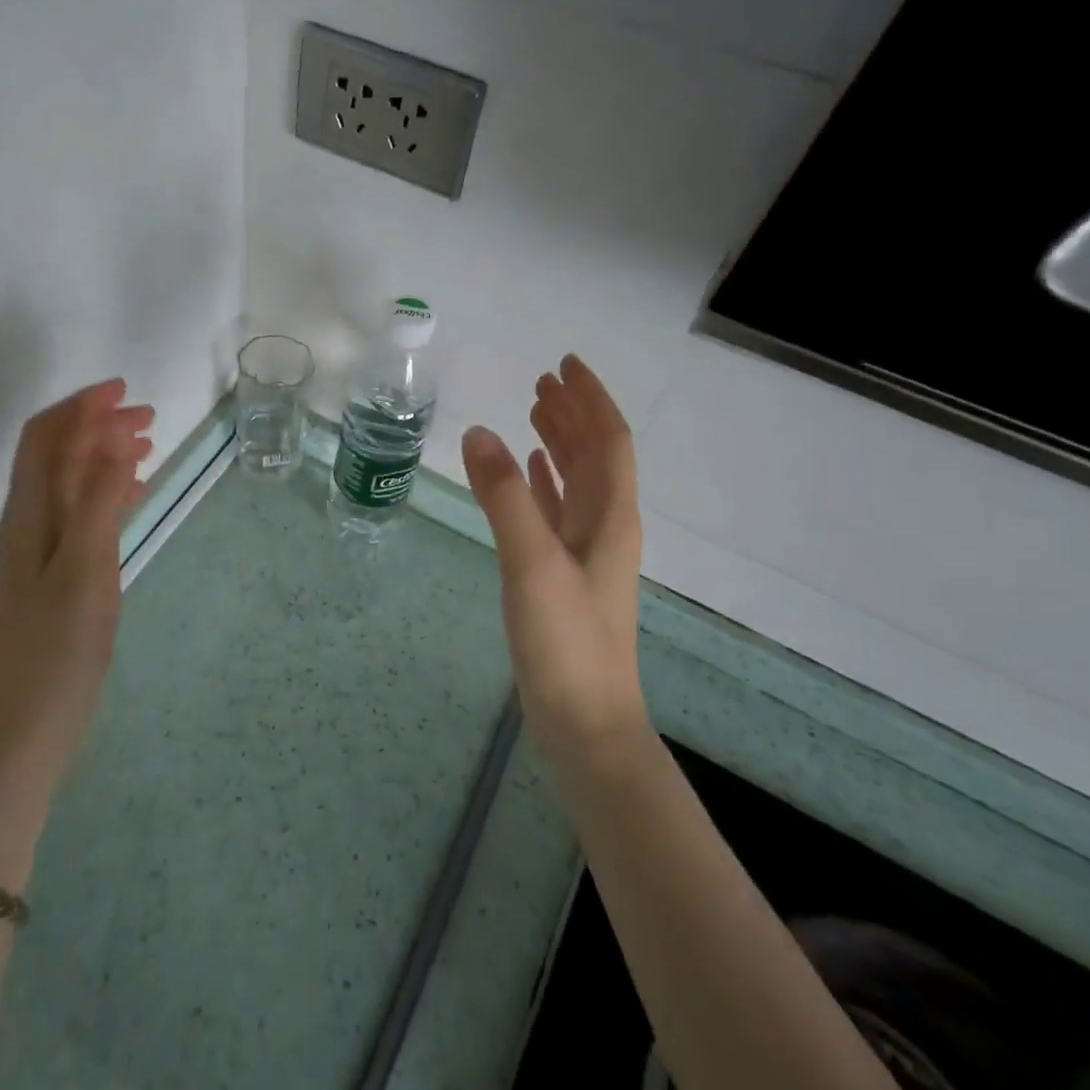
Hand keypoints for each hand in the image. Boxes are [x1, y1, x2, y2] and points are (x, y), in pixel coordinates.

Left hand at [0, 378, 153, 774]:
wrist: (32, 718)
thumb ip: (98, 499)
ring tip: (148, 444)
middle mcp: (32, 520)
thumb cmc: (59, 643)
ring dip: (106, 452)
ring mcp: (46, 547)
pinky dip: (111, 489)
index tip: (124, 390)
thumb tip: (114, 439)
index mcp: (30, 511)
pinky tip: (135, 492)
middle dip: (98, 424)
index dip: (80, 406)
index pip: (46, 437)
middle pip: (59, 452)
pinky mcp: (61, 571)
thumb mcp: (85, 565)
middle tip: (149, 417)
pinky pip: (86, 510)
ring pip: (74, 480)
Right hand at [461, 355, 646, 762]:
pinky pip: (556, 513)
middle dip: (572, 415)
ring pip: (575, 482)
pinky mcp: (563, 576)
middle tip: (541, 382)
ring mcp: (585, 553)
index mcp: (610, 516)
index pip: (608, 440)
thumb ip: (504, 497)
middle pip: (595, 455)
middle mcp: (605, 527)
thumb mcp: (532, 563)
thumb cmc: (566, 642)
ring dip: (558, 444)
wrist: (584, 724)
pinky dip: (543, 485)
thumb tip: (478, 433)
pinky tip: (527, 474)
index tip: (564, 365)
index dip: (589, 399)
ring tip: (531, 414)